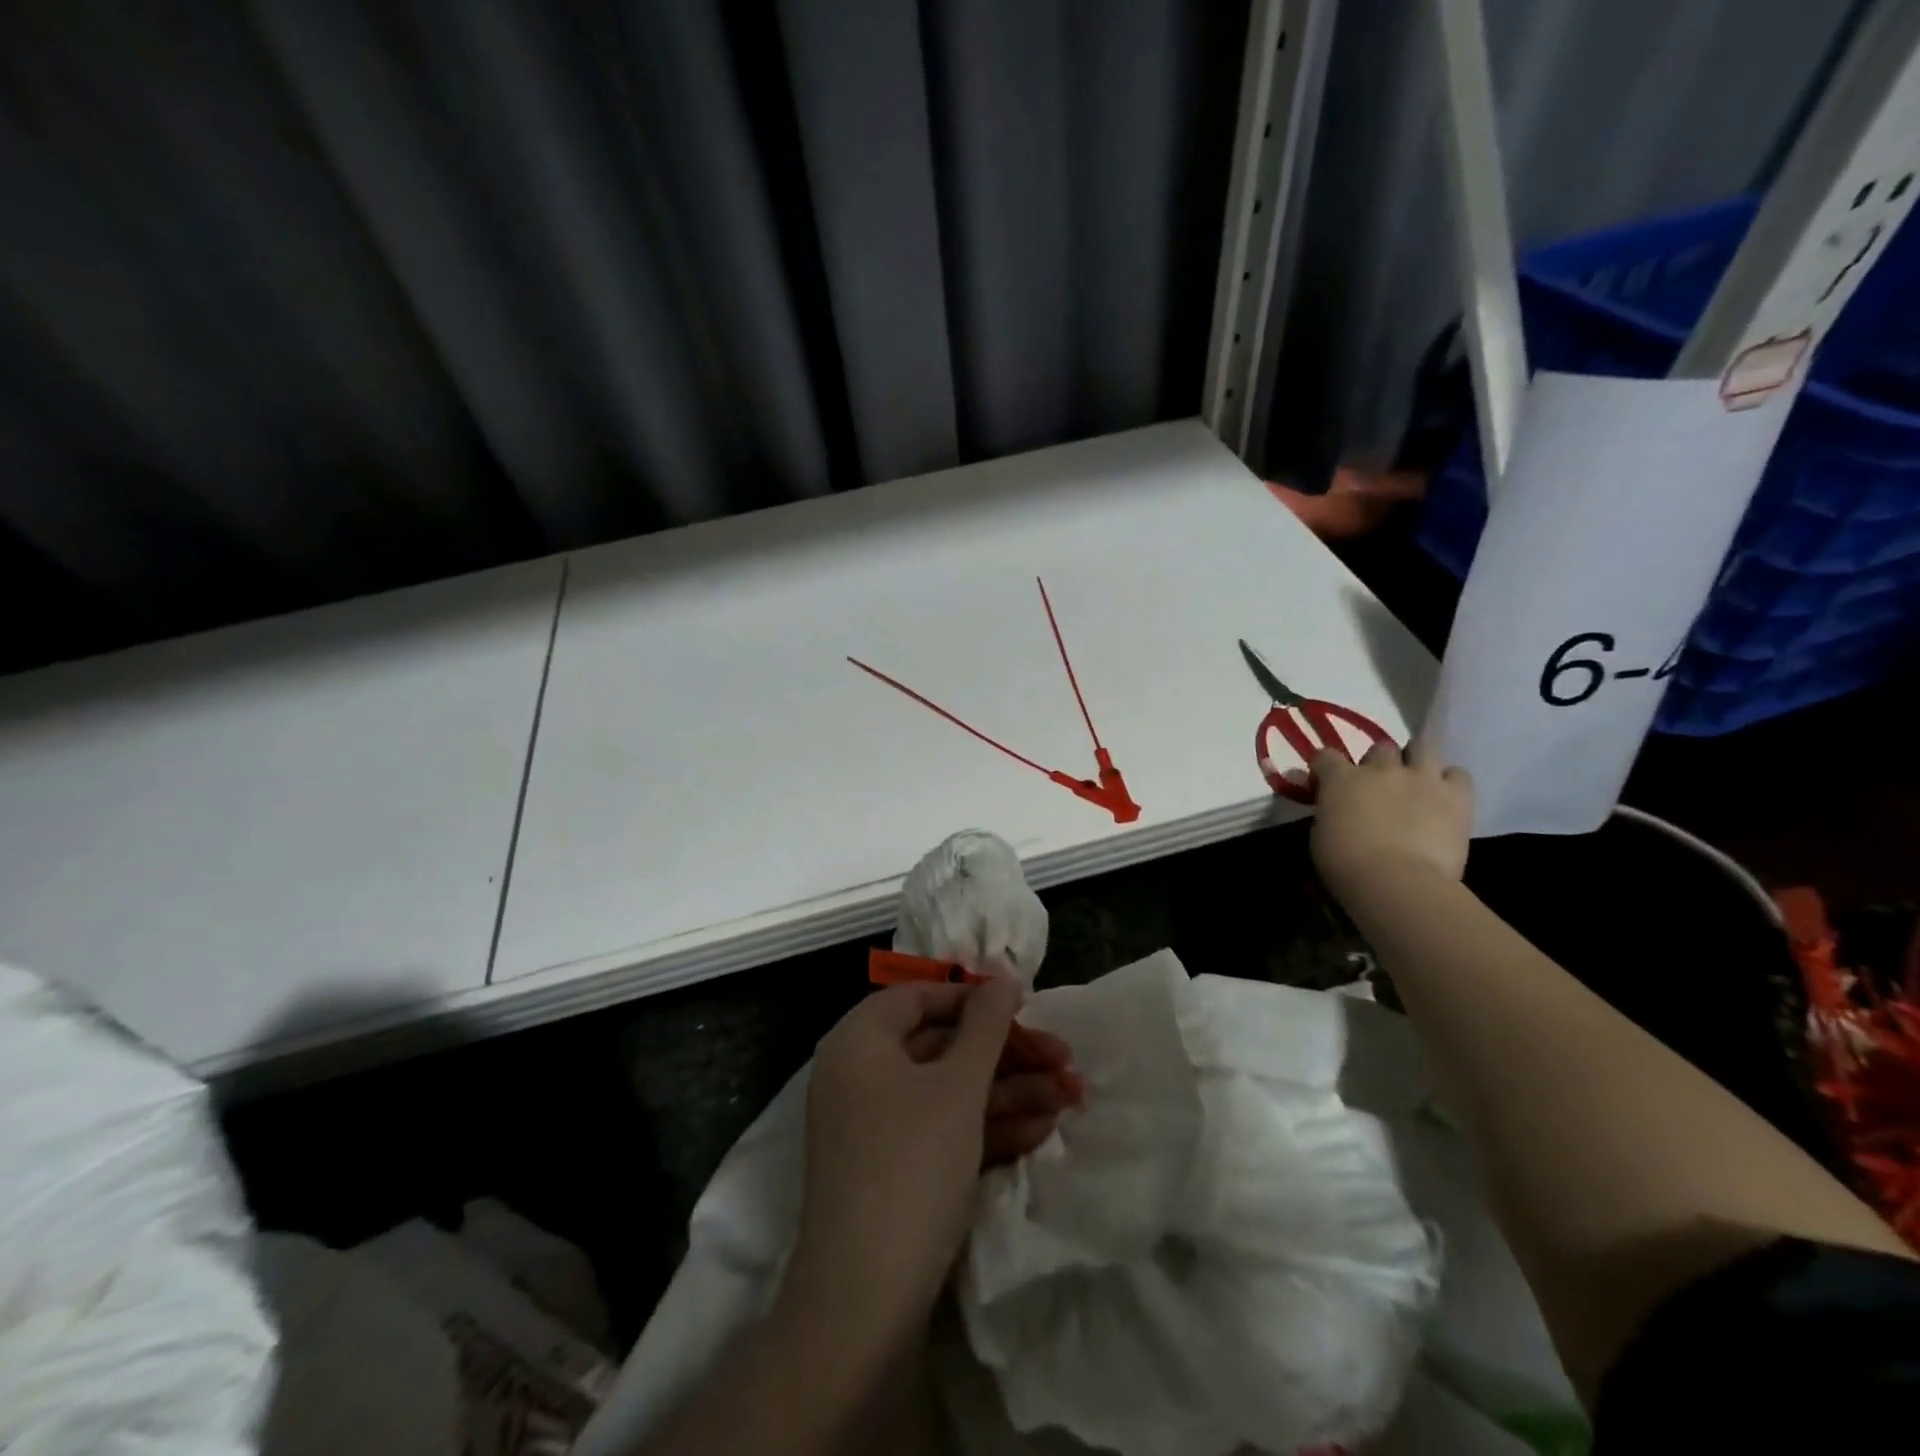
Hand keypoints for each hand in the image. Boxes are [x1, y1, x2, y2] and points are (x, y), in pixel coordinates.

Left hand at [784, 979, 1076, 1343]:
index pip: (920, 997)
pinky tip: (1041, 1131)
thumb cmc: (911, 1165)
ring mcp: (876, 1127)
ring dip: (1010, 1092)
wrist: (864, 1304)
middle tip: (1065, 1059)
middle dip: (1008, 1054)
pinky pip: (944, 1130)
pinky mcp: (894, 1171)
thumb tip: (1002, 976)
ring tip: (1070, 1098)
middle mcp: (861, 1076)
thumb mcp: (958, 1086)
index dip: (974, 999)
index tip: (1024, 1008)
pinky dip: (988, 1127)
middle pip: (942, 1046)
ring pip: (950, 1091)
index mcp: (859, 1041)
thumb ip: (985, 1026)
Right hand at [1311, 739, 1472, 896]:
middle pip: (1381, 748)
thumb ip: (1326, 812)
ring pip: (1423, 747)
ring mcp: (1421, 778)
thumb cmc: (1346, 864)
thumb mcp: (1319, 836)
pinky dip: (1450, 782)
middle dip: (1378, 764)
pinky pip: (1458, 774)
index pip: (1326, 757)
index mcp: (1341, 779)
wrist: (1397, 882)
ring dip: (1417, 760)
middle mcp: (1381, 769)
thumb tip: (1330, 804)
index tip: (1325, 786)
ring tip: (1416, 781)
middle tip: (1378, 787)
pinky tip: (1444, 798)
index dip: (1325, 770)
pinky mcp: (1456, 795)